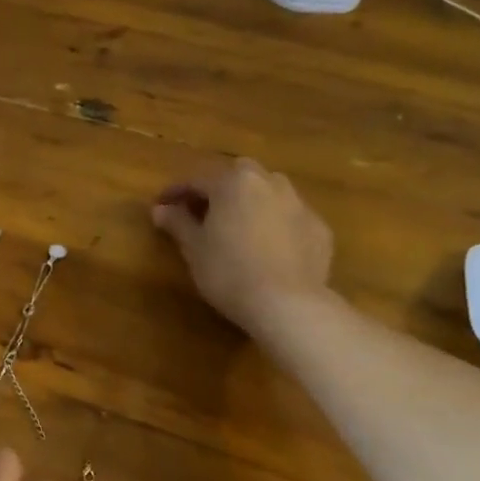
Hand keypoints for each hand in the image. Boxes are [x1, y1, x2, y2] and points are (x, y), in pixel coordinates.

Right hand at [151, 159, 333, 335]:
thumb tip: (160, 210)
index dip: (176, 192)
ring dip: (251, 201)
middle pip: (239, 175)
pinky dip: (276, 224)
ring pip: (269, 192)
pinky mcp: (319, 229)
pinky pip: (290, 217)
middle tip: (203, 211)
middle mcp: (269, 183)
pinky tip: (268, 247)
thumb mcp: (194, 248)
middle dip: (219, 188)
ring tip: (238, 225)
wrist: (288, 304)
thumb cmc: (229, 271)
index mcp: (234, 182)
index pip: (197, 180)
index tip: (161, 206)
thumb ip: (177, 223)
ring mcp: (299, 204)